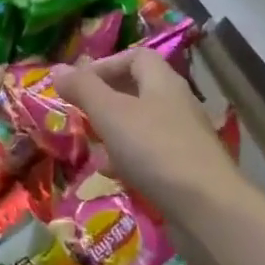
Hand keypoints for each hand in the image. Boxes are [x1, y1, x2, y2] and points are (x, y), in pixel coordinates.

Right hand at [52, 49, 240, 222]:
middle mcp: (177, 103)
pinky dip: (128, 160)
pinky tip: (113, 175)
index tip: (78, 85)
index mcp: (162, 82)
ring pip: (141, 125)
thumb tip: (57, 68)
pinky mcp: (185, 168)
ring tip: (91, 147)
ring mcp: (184, 137)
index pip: (135, 57)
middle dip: (105, 101)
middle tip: (80, 115)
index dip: (104, 65)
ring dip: (114, 133)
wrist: (207, 207)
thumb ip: (84, 89)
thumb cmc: (154, 150)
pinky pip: (150, 154)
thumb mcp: (110, 114)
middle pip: (138, 90)